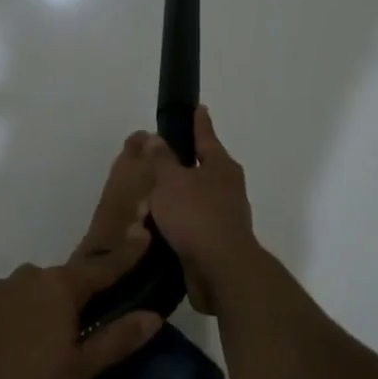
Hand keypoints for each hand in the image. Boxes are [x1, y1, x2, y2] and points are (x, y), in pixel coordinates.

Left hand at [0, 228, 164, 378]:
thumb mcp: (76, 372)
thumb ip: (115, 341)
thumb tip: (154, 316)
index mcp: (60, 287)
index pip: (102, 267)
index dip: (126, 254)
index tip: (143, 233)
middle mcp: (31, 276)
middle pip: (67, 283)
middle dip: (80, 304)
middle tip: (85, 338)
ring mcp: (0, 288)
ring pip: (37, 295)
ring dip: (48, 317)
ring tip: (47, 358)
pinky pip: (12, 306)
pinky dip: (22, 322)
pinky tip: (16, 353)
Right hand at [144, 107, 261, 314]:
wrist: (221, 271)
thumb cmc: (196, 215)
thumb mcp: (170, 181)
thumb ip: (161, 158)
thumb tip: (156, 138)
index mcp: (221, 166)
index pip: (206, 136)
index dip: (199, 122)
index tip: (198, 107)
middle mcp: (228, 187)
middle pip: (201, 168)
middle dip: (180, 164)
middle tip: (157, 158)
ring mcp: (225, 215)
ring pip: (194, 198)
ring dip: (174, 198)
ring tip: (149, 198)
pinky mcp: (217, 241)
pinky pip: (191, 223)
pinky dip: (175, 222)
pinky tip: (157, 227)